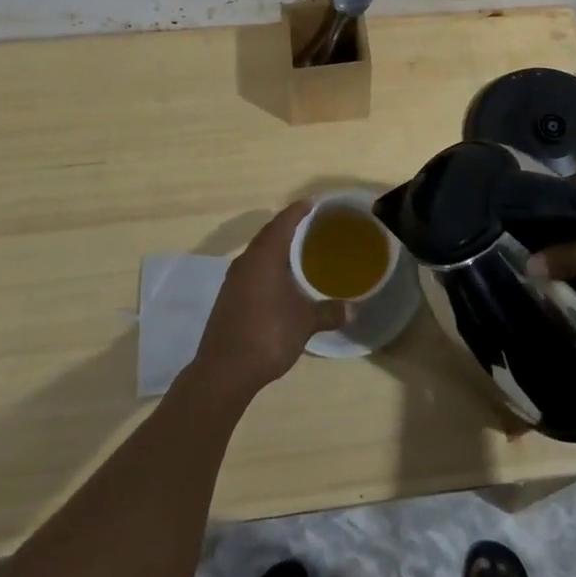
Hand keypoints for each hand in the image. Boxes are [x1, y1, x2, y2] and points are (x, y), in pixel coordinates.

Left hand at [191, 202, 345, 400]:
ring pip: (257, 254)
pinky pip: (250, 271)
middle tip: (309, 225)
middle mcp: (246, 262)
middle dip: (287, 227)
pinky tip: (278, 282)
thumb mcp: (305, 322)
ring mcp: (233, 281)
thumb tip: (352, 309)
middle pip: (268, 234)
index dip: (298, 210)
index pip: (283, 222)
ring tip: (296, 252)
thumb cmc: (268, 335)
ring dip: (275, 248)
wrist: (223, 373)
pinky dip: (266, 268)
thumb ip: (328, 312)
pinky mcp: (227, 300)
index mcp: (265, 256)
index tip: (312, 203)